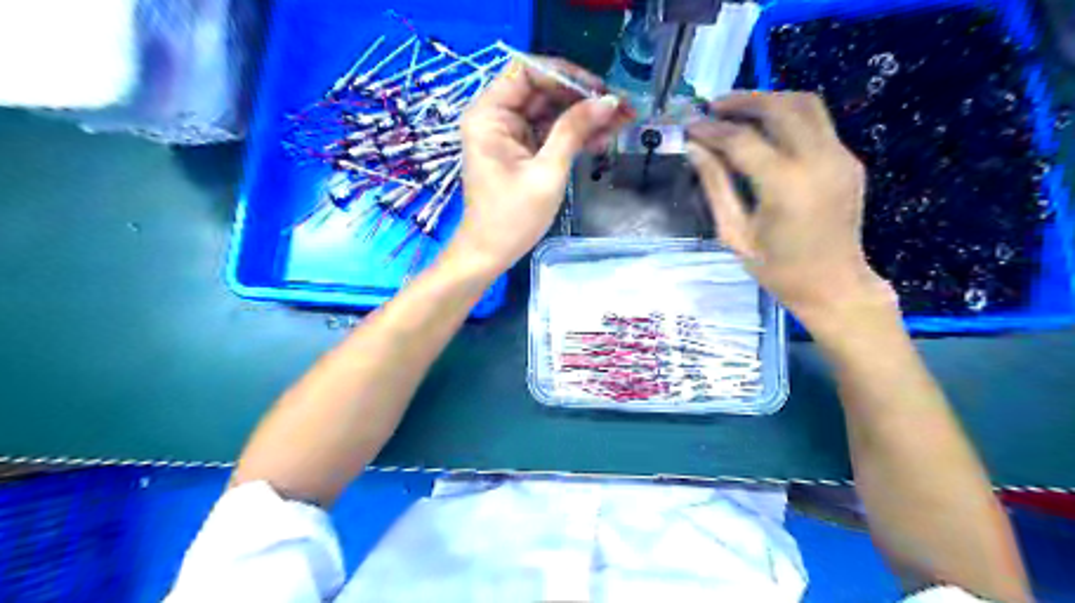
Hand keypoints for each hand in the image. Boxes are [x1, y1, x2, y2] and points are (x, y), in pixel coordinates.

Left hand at [445, 57, 630, 278]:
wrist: (490, 254)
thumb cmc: (512, 218)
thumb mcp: (547, 172)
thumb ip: (573, 131)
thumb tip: (607, 102)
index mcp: (489, 115)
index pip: (527, 72)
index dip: (565, 76)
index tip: (598, 91)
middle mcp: (495, 117)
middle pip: (542, 91)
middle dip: (582, 98)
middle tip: (620, 107)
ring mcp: (508, 135)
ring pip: (550, 112)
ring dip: (583, 117)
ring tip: (622, 122)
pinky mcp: (520, 152)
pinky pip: (549, 133)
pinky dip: (573, 135)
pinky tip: (602, 138)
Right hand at [683, 91, 895, 324]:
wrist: (834, 284)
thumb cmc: (777, 269)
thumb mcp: (735, 234)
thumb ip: (715, 186)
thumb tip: (695, 149)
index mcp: (785, 186)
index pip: (742, 140)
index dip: (711, 130)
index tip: (689, 126)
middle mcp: (818, 160)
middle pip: (779, 107)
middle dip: (742, 101)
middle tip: (713, 107)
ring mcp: (840, 157)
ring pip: (806, 104)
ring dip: (769, 100)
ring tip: (739, 110)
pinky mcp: (849, 160)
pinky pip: (818, 123)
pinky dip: (788, 117)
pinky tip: (767, 131)